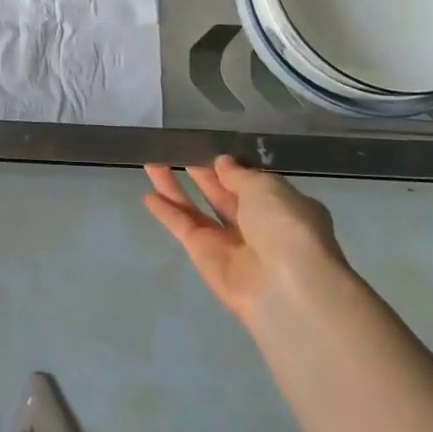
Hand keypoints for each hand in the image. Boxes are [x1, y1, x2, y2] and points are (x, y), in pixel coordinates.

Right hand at [143, 158, 348, 336]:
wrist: (283, 286)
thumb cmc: (284, 225)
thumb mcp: (266, 187)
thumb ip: (238, 174)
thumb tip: (222, 163)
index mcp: (283, 205)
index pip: (252, 182)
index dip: (229, 166)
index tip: (207, 145)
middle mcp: (256, 224)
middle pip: (221, 193)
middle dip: (199, 172)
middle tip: (174, 148)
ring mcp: (228, 241)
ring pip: (197, 208)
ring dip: (175, 187)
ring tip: (151, 161)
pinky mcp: (204, 256)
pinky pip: (184, 227)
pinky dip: (167, 213)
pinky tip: (148, 196)